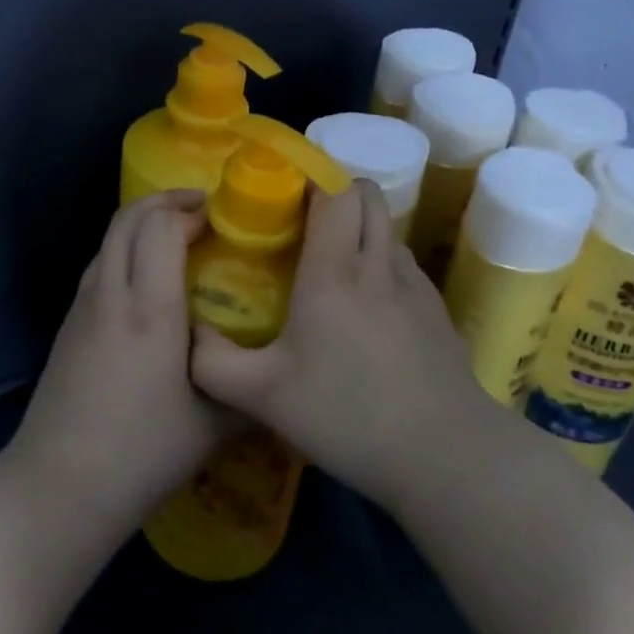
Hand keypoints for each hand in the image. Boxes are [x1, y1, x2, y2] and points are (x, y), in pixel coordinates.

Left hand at [7, 191, 237, 535]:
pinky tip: (146, 278)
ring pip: (109, 237)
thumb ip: (249, 387)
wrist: (58, 486)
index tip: (222, 217)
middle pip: (128, 217)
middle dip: (165, 201)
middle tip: (202, 209)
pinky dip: (125, 247)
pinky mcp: (69, 323)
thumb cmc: (142, 454)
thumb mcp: (214, 425)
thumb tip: (281, 366)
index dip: (190, 211)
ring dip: (142, 221)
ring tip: (177, 236)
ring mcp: (82, 306)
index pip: (161, 227)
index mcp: (149, 310)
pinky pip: (100, 262)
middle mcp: (111, 294)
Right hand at [190, 179, 491, 511]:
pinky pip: (404, 263)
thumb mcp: (263, 397)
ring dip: (360, 228)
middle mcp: (378, 263)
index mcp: (334, 270)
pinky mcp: (437, 311)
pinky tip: (367, 310)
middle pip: (367, 193)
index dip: (311, 176)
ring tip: (333, 265)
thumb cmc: (347, 416)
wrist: (446, 457)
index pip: (334, 189)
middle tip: (303, 223)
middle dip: (336, 192)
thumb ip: (212, 363)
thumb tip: (187, 334)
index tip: (282, 190)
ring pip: (387, 227)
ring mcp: (415, 285)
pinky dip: (382, 263)